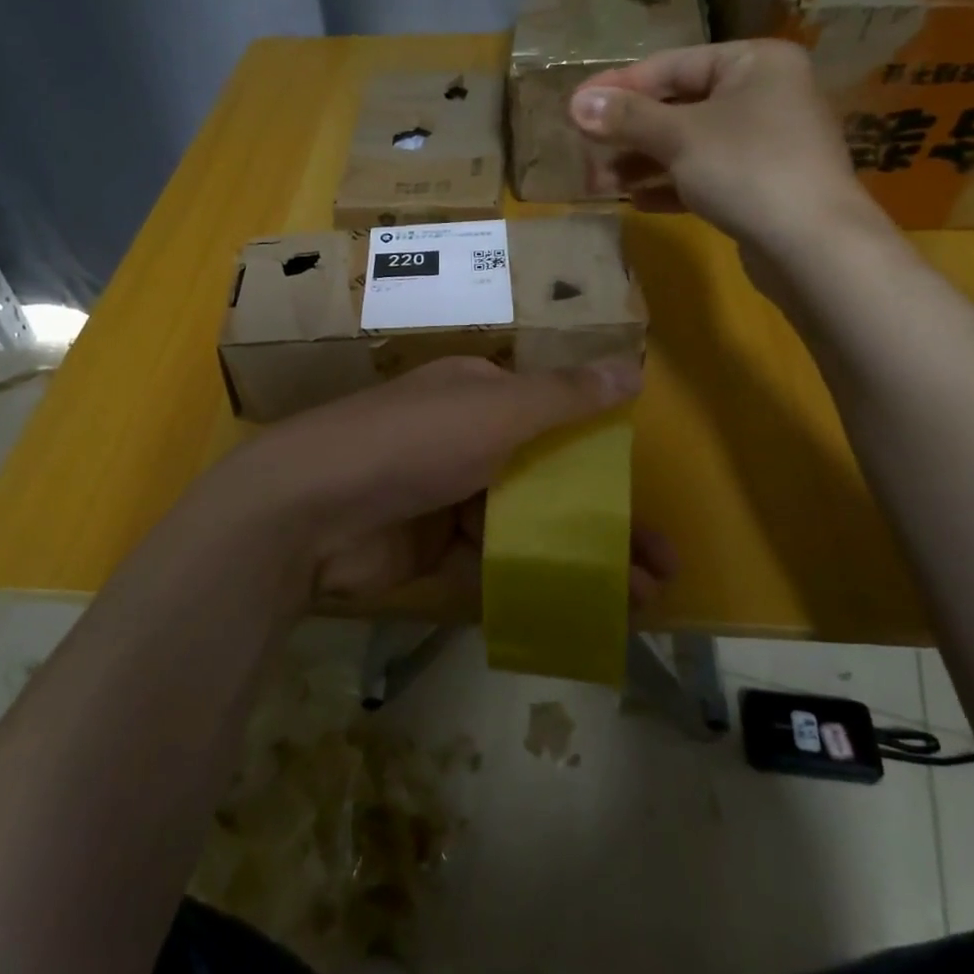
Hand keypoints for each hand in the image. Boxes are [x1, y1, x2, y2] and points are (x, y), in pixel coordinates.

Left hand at [219, 356, 672, 608]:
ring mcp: (447, 494)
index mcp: (479, 393)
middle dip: (606, 521)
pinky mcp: (432, 547)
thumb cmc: (413, 442)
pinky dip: (536, 578)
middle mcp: (465, 438)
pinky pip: (494, 560)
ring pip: (528, 525)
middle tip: (662, 569)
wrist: (311, 508)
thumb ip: (566, 395)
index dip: (606, 455)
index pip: (556, 417)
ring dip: (582, 557)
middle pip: (549, 478)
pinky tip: (582, 607)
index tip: (647, 497)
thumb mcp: (497, 409)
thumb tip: (635, 366)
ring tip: (641, 599)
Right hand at [567, 39, 890, 281]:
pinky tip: (637, 202)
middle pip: (679, 107)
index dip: (619, 87)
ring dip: (642, 164)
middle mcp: (764, 95)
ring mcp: (766, 144)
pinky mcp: (762, 186)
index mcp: (754, 63)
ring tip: (600, 185)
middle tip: (584, 154)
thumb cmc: (747, 169)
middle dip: (628, 134)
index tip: (575, 107)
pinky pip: (706, 176)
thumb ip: (626, 118)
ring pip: (689, 146)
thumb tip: (575, 102)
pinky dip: (671, 186)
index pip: (672, 65)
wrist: (813, 246)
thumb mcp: (679, 137)